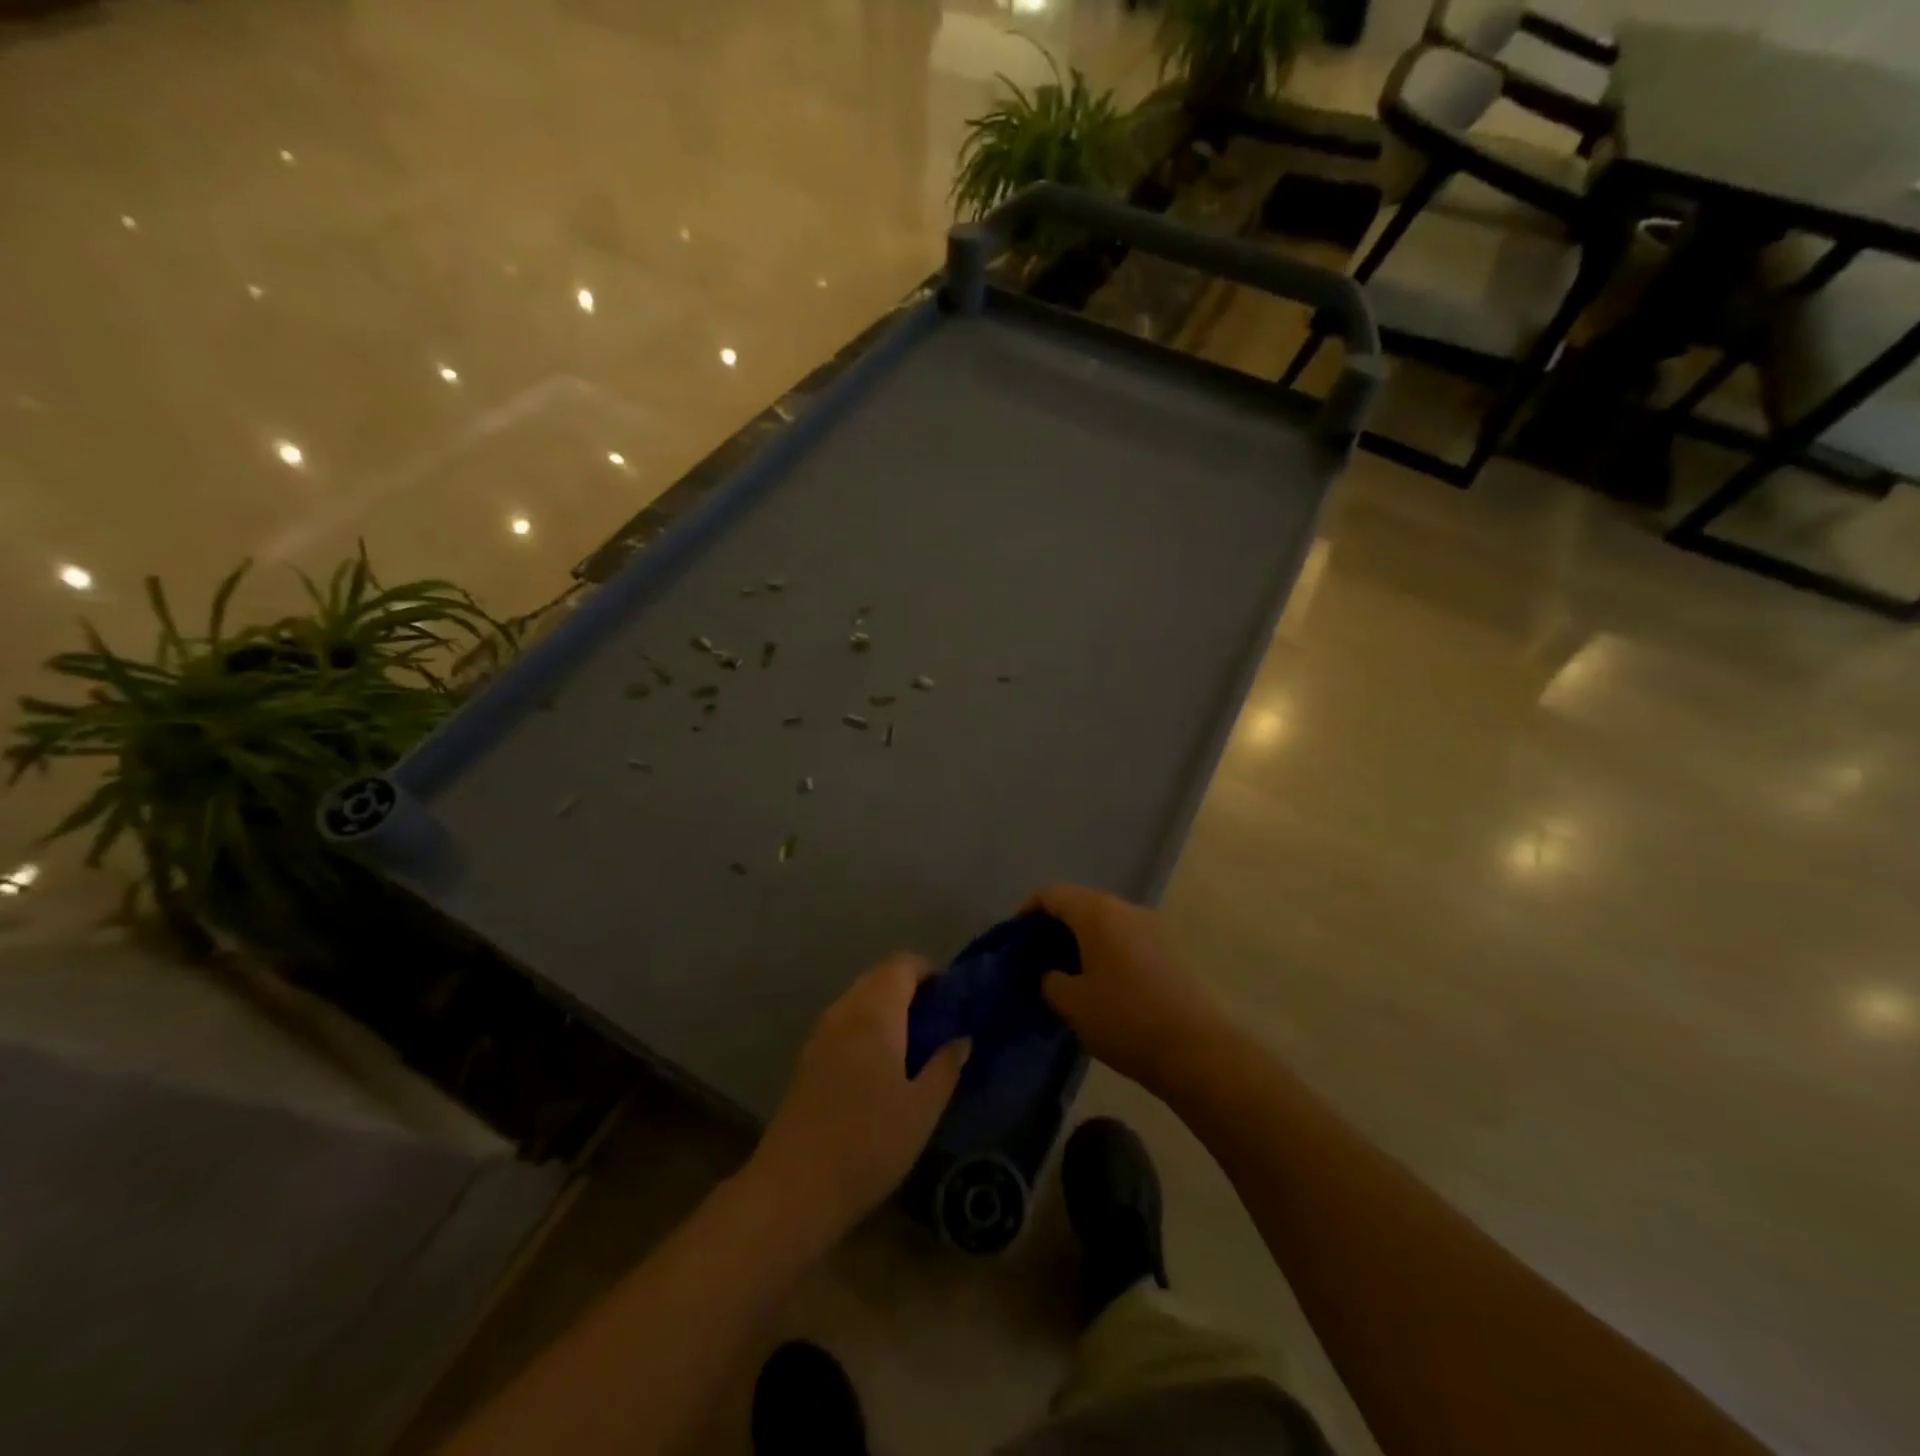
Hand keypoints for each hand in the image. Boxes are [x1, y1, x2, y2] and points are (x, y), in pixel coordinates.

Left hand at [751, 953, 968, 1244]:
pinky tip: (882, 1063)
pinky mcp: (807, 1059)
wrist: (794, 1188)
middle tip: (938, 1018)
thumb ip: (945, 1067)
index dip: (928, 970)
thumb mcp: (922, 1109)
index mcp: (874, 1013)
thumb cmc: (869, 1143)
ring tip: (914, 1041)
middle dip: (909, 986)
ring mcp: (820, 1034)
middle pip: (878, 976)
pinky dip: (867, 1025)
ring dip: (887, 1005)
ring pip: (858, 998)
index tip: (951, 995)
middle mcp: (844, 1011)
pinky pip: (844, 1022)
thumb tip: (961, 1039)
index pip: (901, 964)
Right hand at [1028, 884, 1229, 1098]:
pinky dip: (1107, 950)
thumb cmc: (1125, 1020)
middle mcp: (1127, 909)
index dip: (1028, 910)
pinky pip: (1127, 938)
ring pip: (1106, 921)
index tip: (1015, 938)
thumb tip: (1052, 973)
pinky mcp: (1171, 949)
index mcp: (1098, 913)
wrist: (1197, 1050)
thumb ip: (1050, 981)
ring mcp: (1154, 927)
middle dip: (1056, 926)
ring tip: (1067, 973)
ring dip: (1083, 939)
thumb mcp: (1072, 1004)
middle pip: (1081, 903)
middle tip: (1037, 957)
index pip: (1053, 894)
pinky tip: (1101, 983)